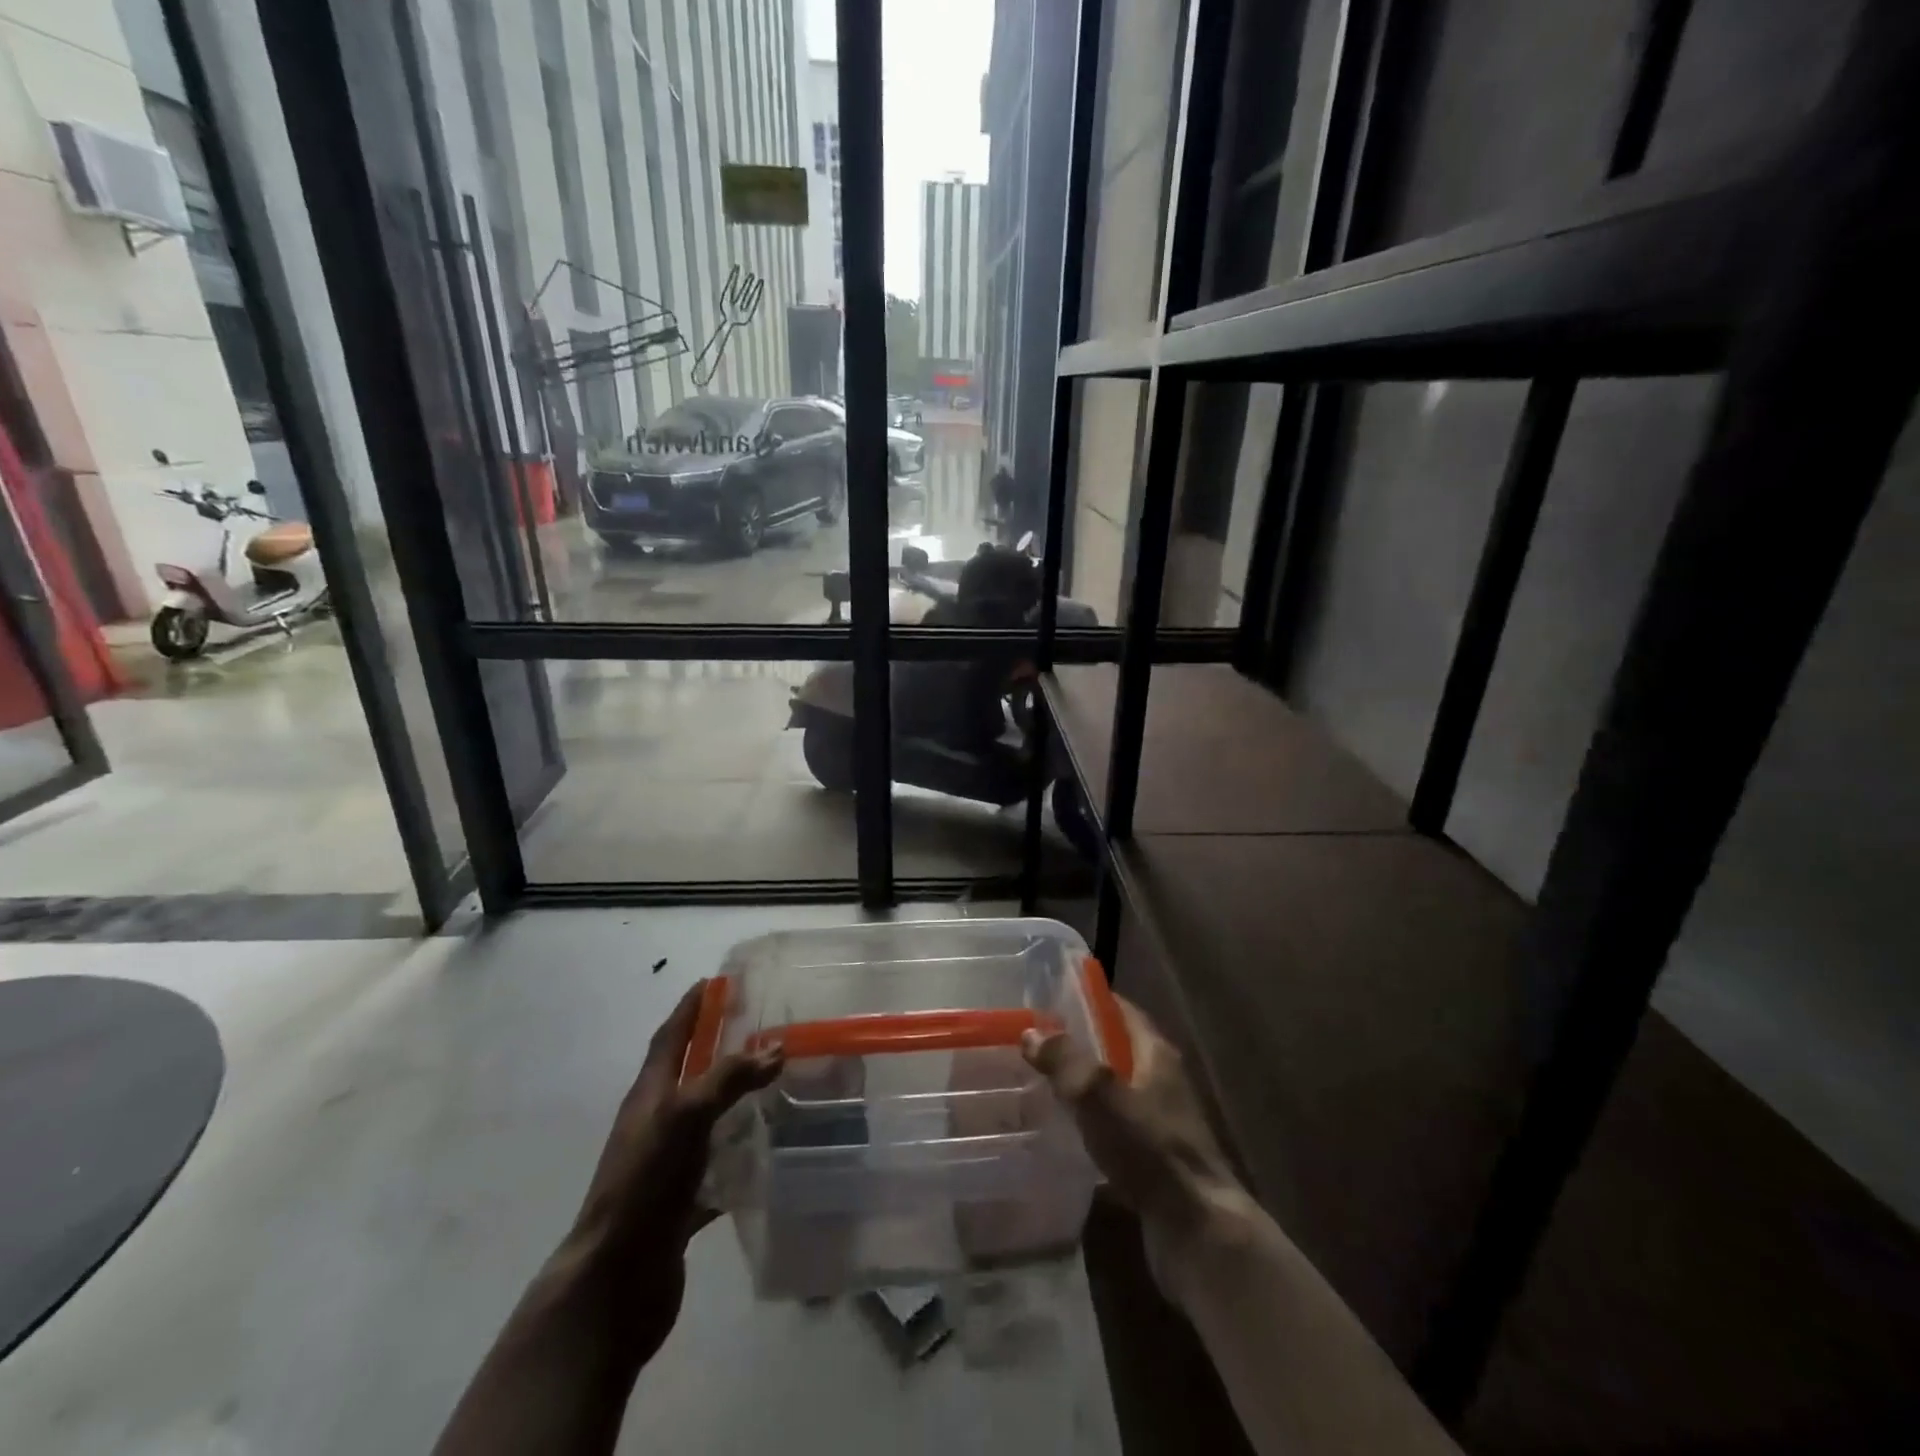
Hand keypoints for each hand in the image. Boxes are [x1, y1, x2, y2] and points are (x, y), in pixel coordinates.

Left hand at [563, 980, 783, 1364]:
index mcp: (649, 1096)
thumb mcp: (684, 1117)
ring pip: (706, 1122)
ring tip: (776, 1086)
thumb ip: (728, 1078)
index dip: (690, 1008)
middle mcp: (655, 1125)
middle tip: (759, 1028)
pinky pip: (717, 1171)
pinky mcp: (681, 1204)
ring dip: (734, 1102)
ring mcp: (667, 1166)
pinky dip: (741, 1158)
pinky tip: (771, 1156)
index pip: (670, 1037)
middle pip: (688, 1075)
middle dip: (717, 1048)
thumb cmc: (644, 1184)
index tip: (714, 982)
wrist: (614, 1283)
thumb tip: (775, 1048)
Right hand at [1021, 997, 1243, 1285]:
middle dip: (1078, 1043)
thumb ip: (1065, 1060)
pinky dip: (1089, 1125)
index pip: (1122, 1010)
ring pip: (1113, 1091)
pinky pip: (1113, 1129)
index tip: (1050, 997)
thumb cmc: (1151, 1149)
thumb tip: (1031, 1032)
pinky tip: (1060, 1135)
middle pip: (1116, 1049)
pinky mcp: (1152, 1160)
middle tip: (1034, 1042)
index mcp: (1156, 1054)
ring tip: (1037, 1085)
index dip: (1090, 999)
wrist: (1197, 1230)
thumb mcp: (1100, 1095)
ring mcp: (1159, 1123)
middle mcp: (1161, 1081)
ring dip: (1081, 1086)